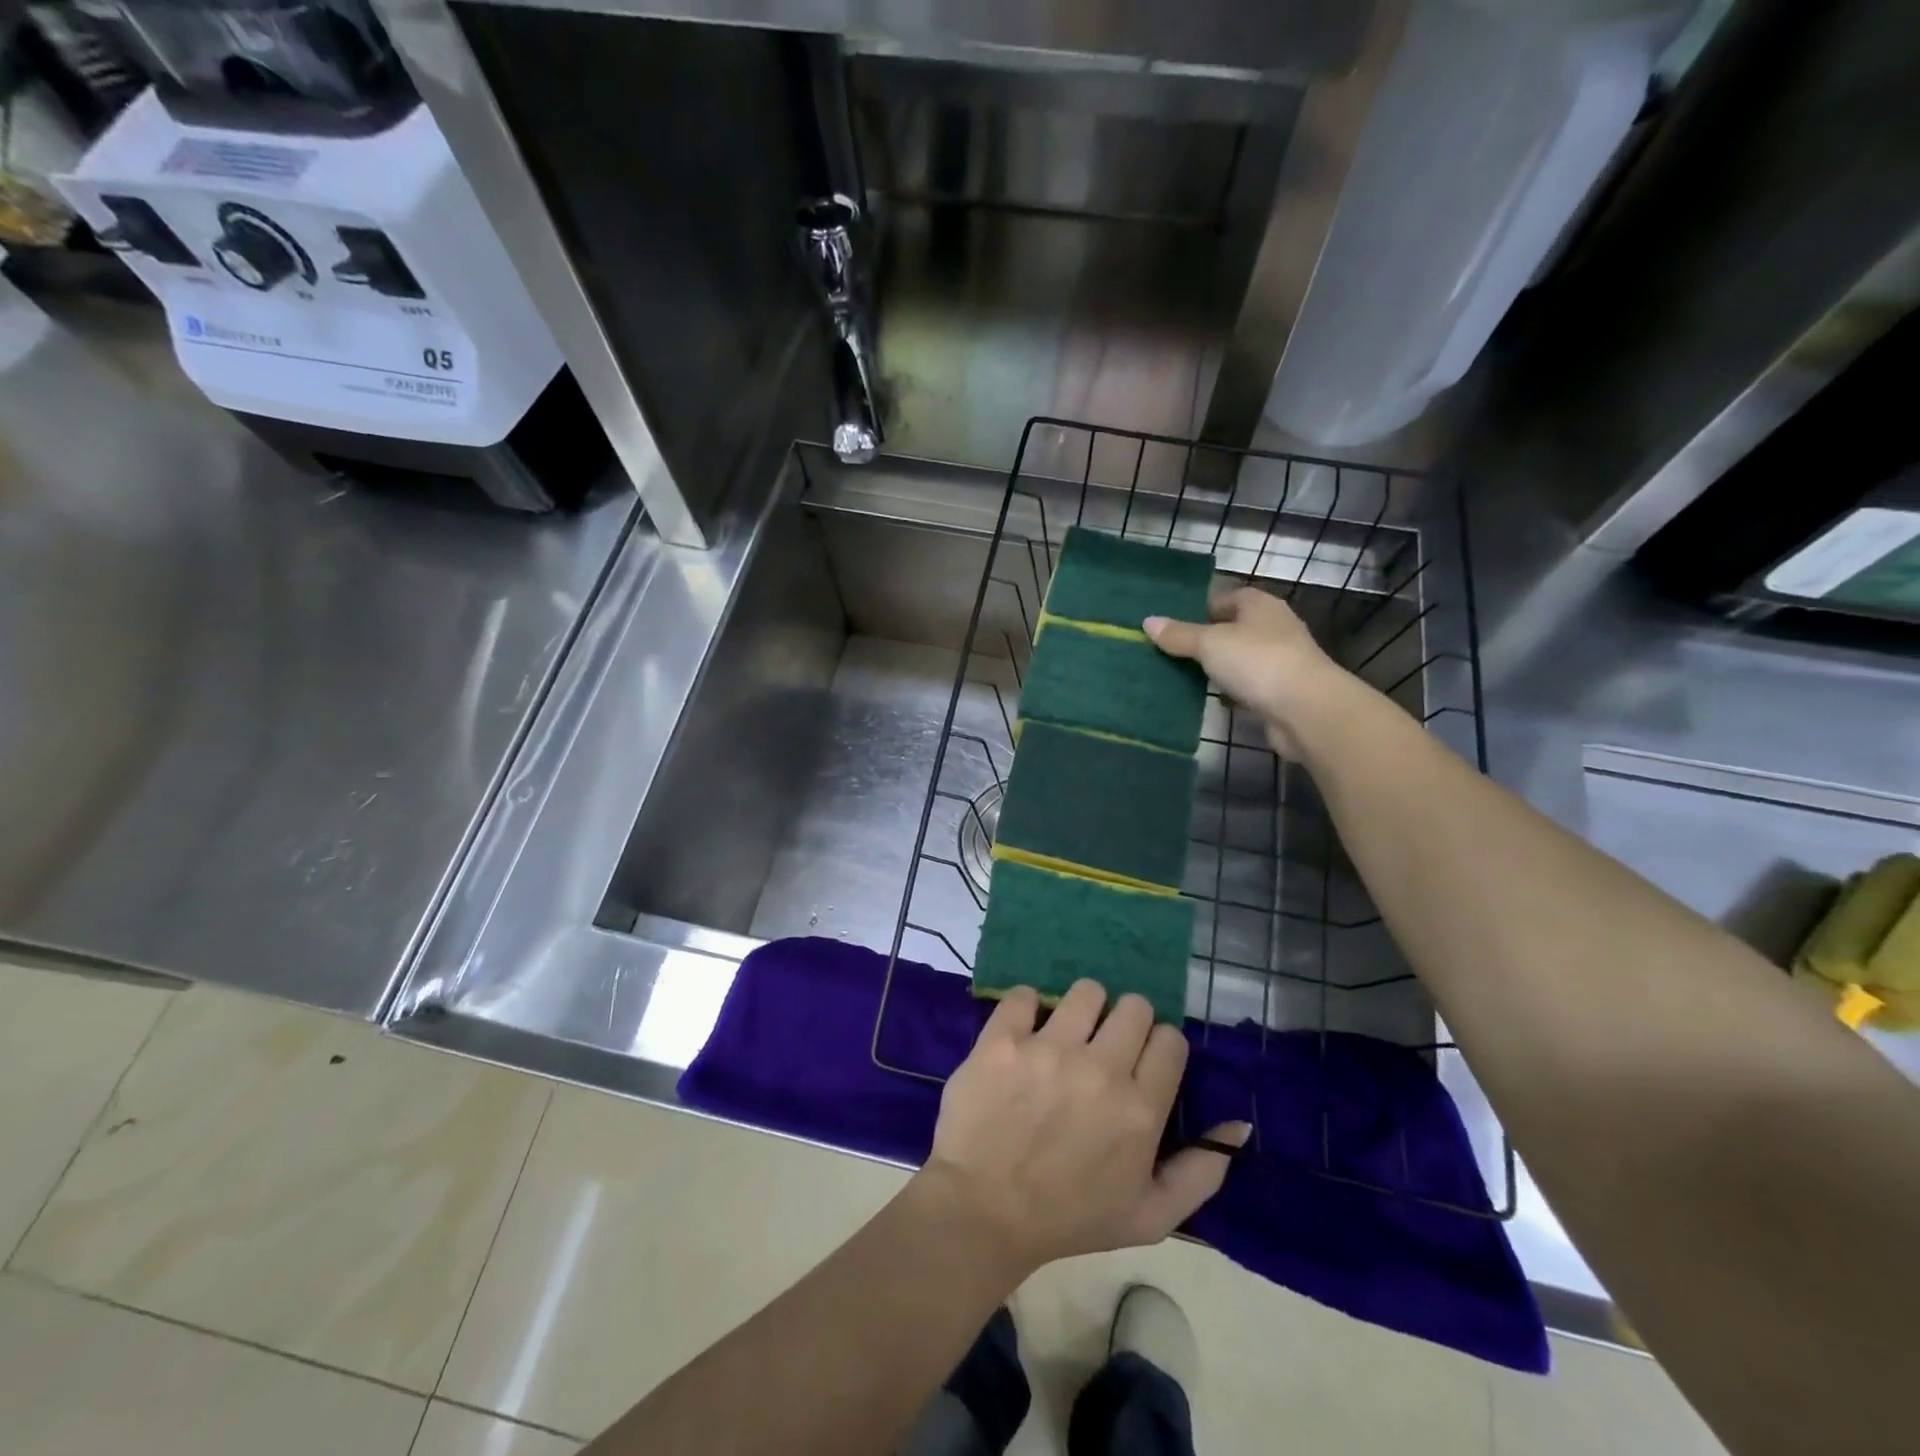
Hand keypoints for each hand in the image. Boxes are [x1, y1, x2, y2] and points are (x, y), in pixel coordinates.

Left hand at [919, 980, 1248, 1277]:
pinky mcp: (1003, 1040)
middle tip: (1104, 1047)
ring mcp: (1049, 1049)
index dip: (1158, 1048)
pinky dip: (1028, 1008)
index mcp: (1141, 1109)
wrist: (983, 1213)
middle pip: (1134, 1006)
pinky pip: (1025, 995)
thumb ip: (1201, 1171)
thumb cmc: (1069, 1218)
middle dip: (1125, 1022)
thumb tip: (1239, 1123)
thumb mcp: (1150, 1217)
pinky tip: (1024, 1032)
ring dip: (1082, 1009)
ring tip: (1066, 1035)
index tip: (1140, 1063)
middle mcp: (1101, 1070)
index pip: (1170, 1039)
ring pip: (1086, 991)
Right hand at [1145, 587, 1349, 755]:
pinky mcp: (1279, 691)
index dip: (1200, 608)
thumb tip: (1148, 621)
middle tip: (1169, 651)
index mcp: (1260, 605)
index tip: (1172, 625)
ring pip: (1238, 659)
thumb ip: (1179, 634)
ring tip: (1180, 675)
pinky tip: (1207, 699)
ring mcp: (1279, 660)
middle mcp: (1273, 627)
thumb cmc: (1257, 661)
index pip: (1227, 598)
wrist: (1305, 709)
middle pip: (1232, 628)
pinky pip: (1246, 685)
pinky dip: (1229, 691)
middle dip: (1205, 640)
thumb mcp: (1209, 643)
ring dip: (1216, 667)